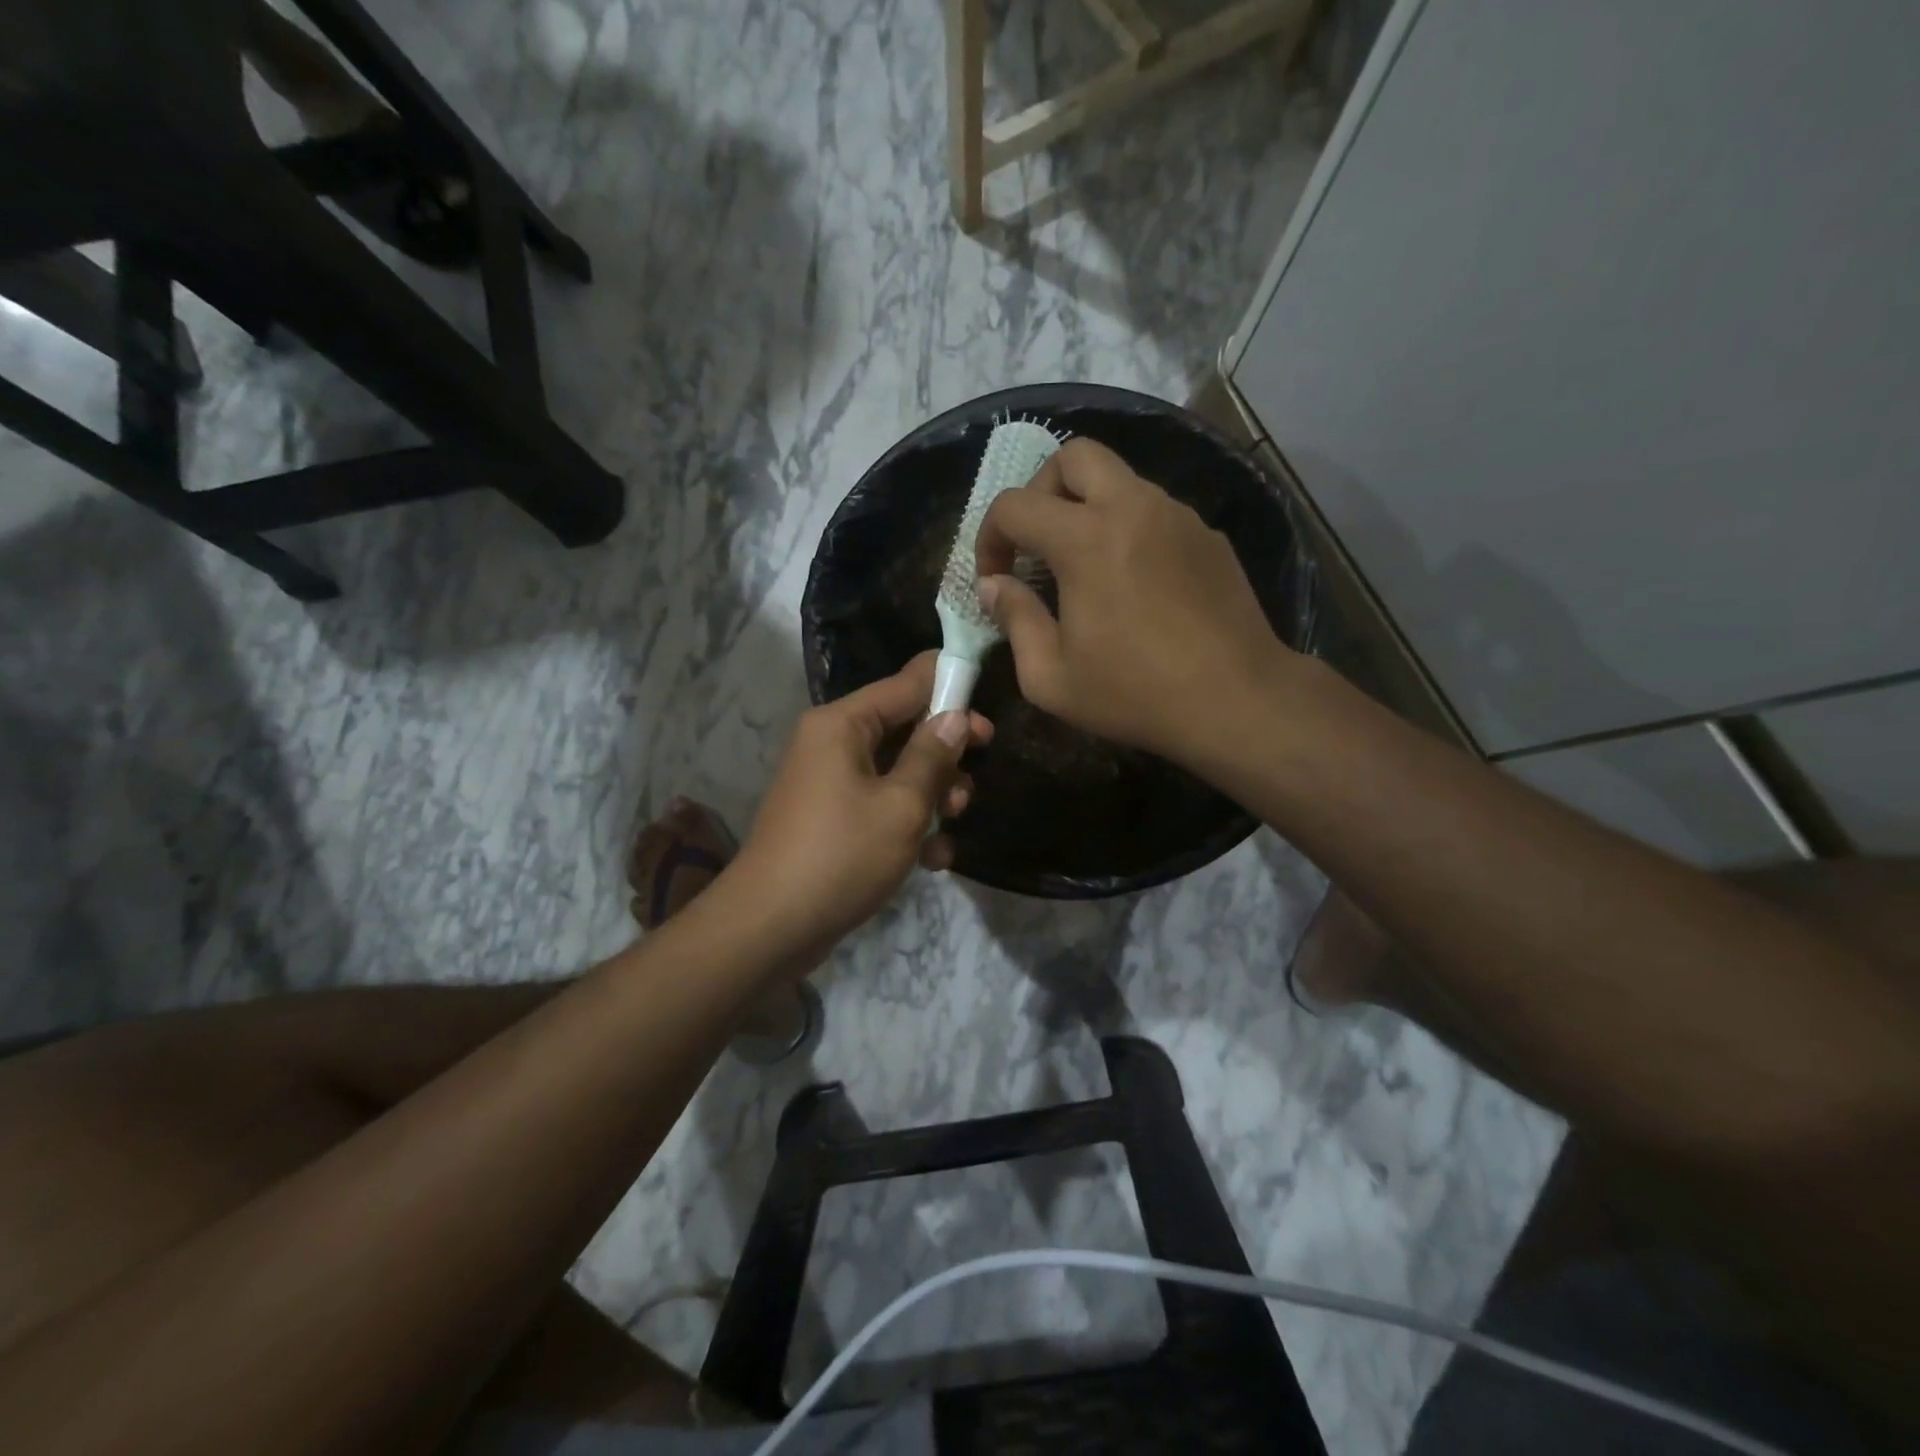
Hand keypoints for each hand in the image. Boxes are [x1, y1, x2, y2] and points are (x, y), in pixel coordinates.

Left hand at [727, 652, 991, 957]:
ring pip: (897, 771)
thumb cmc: (841, 856)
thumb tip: (956, 717)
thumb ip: (933, 756)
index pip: (906, 683)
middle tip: (975, 779)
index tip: (989, 710)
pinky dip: (908, 824)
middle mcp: (832, 743)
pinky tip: (932, 860)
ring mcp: (830, 782)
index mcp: (842, 724)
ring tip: (952, 823)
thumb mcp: (901, 805)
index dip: (950, 689)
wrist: (771, 928)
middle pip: (904, 728)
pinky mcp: (833, 818)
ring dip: (932, 795)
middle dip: (944, 756)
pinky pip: (880, 804)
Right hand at [975, 437, 1293, 764]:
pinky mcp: (1208, 536)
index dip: (989, 537)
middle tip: (1037, 542)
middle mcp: (1134, 508)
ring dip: (1087, 508)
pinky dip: (1128, 530)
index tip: (994, 577)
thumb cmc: (1134, 694)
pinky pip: (1154, 512)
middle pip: (1075, 456)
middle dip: (1041, 489)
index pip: (1015, 505)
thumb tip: (994, 587)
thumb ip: (1015, 621)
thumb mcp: (1051, 677)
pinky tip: (1133, 584)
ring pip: (1120, 480)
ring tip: (1084, 569)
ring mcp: (1178, 517)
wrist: (1237, 702)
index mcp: (1086, 540)